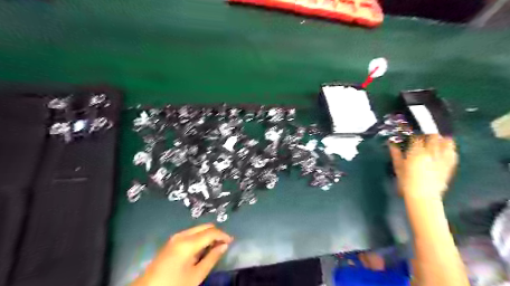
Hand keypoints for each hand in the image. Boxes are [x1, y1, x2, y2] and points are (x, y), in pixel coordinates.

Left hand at [132, 223, 233, 285]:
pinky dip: (200, 237)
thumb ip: (212, 258)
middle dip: (216, 233)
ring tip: (214, 247)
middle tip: (224, 244)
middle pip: (205, 227)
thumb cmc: (173, 285)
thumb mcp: (196, 276)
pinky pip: (191, 233)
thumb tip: (224, 245)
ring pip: (198, 229)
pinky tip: (202, 248)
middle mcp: (182, 235)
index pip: (211, 232)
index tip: (231, 241)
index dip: (223, 235)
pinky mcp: (172, 241)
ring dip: (208, 235)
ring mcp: (175, 237)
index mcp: (188, 243)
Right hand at [391, 134, 458, 198]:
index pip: (417, 137)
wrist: (423, 196)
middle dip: (428, 135)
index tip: (412, 135)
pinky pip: (452, 153)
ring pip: (446, 142)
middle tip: (424, 136)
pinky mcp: (449, 166)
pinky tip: (446, 149)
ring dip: (442, 139)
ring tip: (437, 140)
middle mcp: (431, 153)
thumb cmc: (406, 182)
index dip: (414, 135)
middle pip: (433, 137)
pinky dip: (450, 149)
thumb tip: (392, 144)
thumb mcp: (398, 167)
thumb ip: (396, 154)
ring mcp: (442, 159)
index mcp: (416, 153)